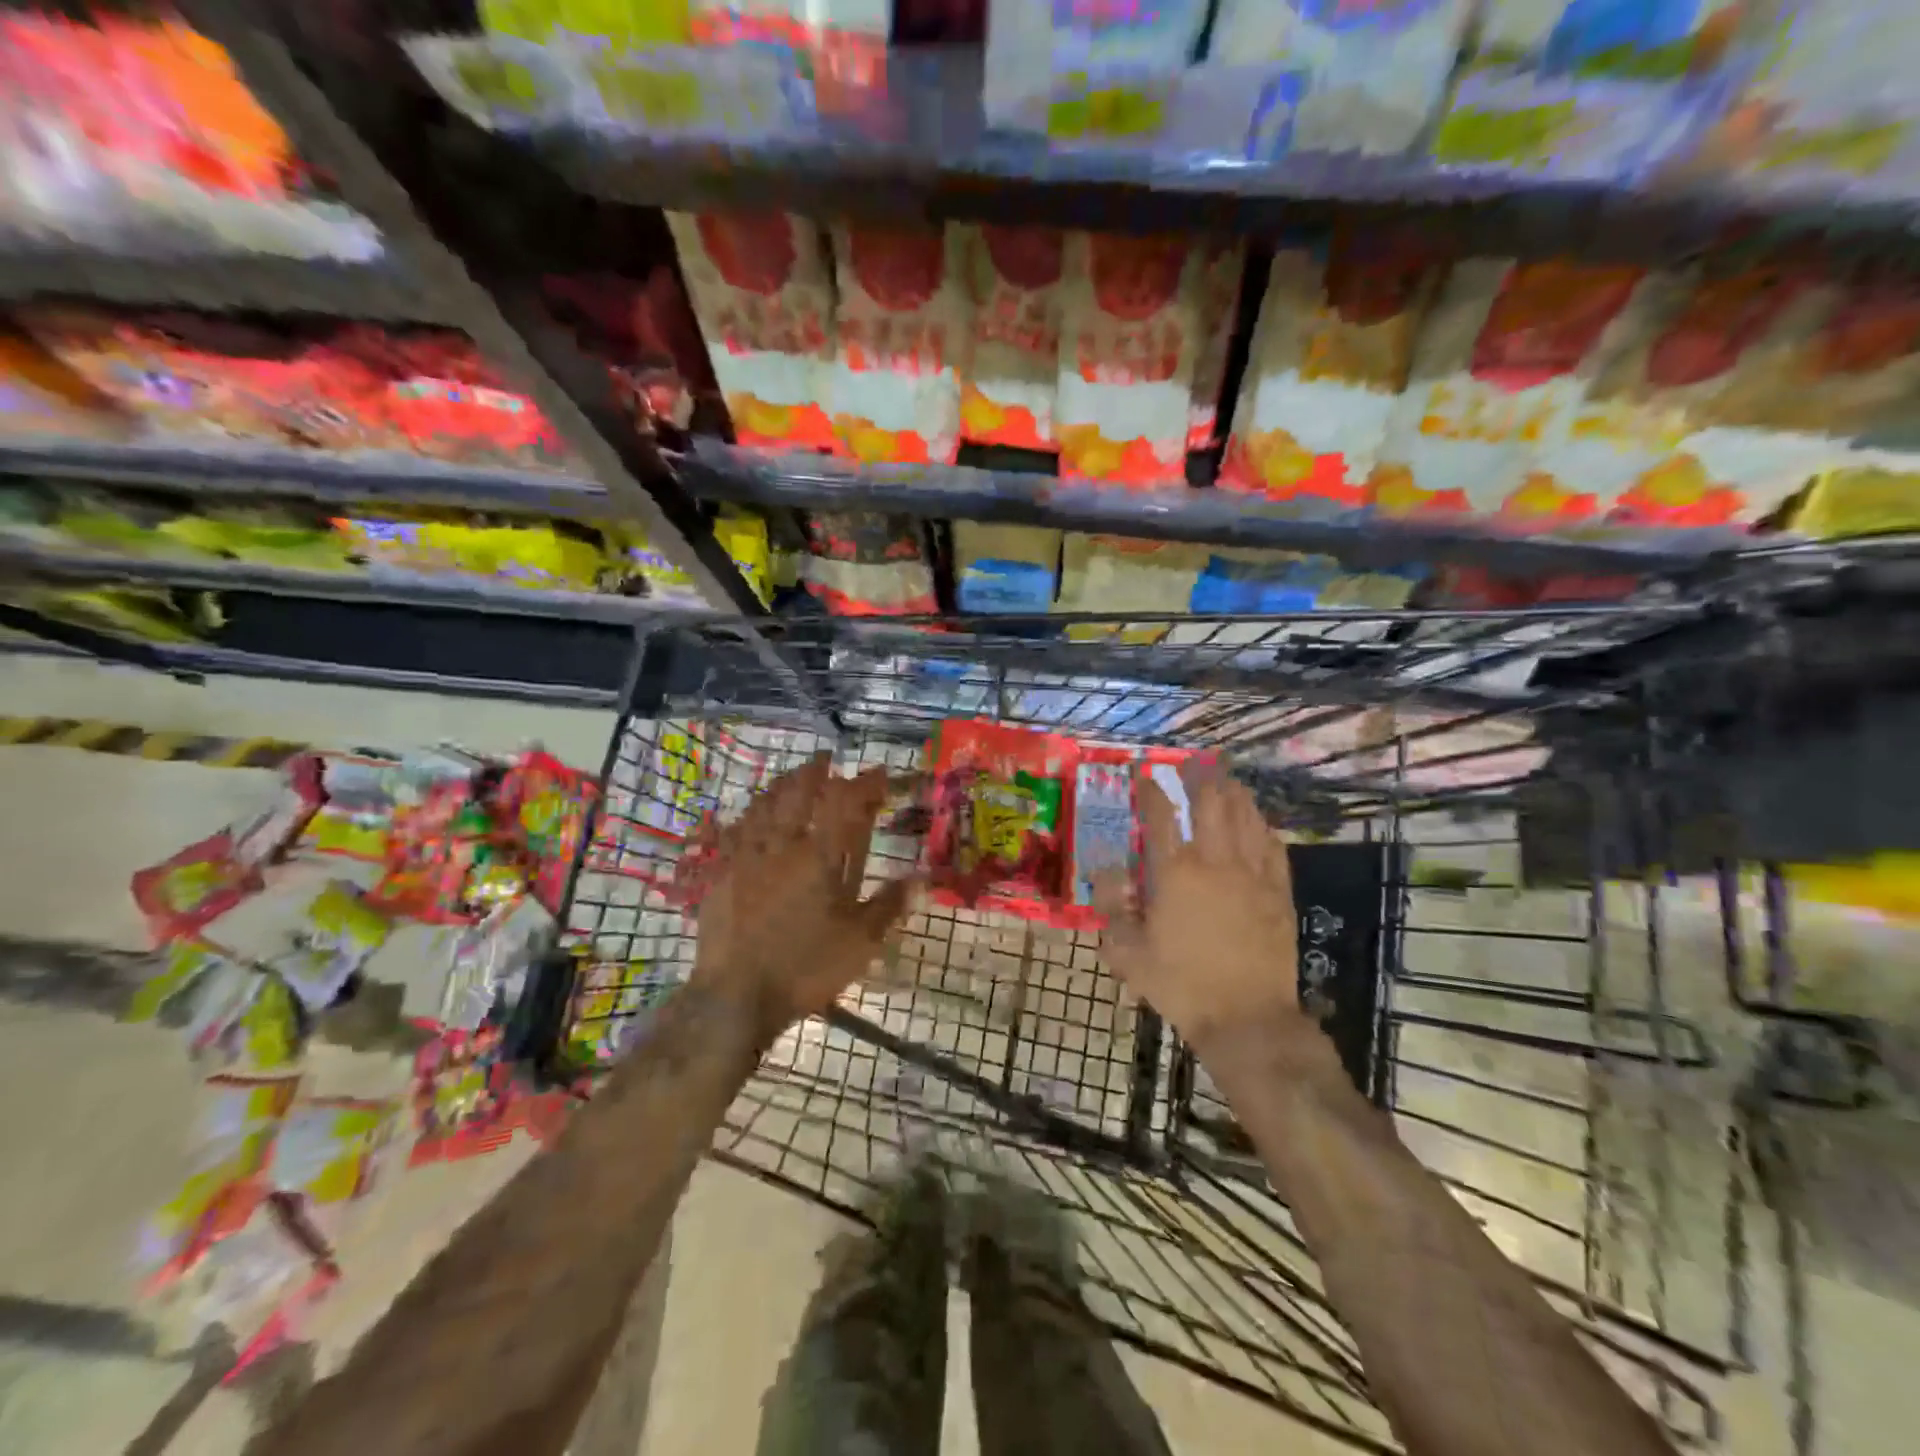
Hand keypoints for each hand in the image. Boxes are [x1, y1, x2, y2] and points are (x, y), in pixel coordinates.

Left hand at [695, 754, 913, 1042]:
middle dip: (815, 771)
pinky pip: (733, 831)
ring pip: (763, 806)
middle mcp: (782, 846)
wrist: (735, 997)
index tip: (878, 774)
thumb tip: (920, 878)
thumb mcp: (859, 943)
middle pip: (798, 794)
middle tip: (826, 759)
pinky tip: (747, 814)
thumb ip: (888, 905)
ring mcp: (746, 857)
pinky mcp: (720, 874)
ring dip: (781, 786)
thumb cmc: (804, 968)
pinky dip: (746, 816)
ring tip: (791, 776)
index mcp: (820, 858)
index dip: (863, 784)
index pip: (844, 804)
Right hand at [1091, 761, 1310, 1056]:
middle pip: (1210, 803)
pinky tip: (1258, 820)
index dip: (1149, 790)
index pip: (1159, 817)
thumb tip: (1104, 871)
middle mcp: (1215, 862)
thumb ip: (1110, 907)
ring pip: (1246, 816)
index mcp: (1175, 873)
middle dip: (1199, 776)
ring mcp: (1252, 874)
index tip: (1143, 774)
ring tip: (1224, 777)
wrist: (1246, 1017)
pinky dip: (1262, 824)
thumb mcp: (1127, 952)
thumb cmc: (1180, 984)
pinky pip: (1272, 845)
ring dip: (1233, 791)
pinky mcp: (1278, 891)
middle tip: (1190, 762)